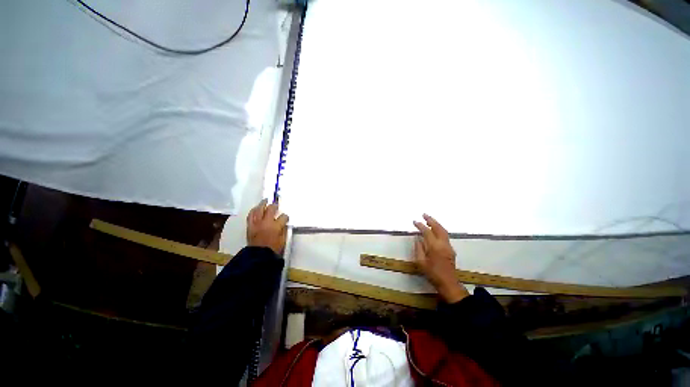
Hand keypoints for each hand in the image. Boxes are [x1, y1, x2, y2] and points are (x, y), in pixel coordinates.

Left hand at [246, 199, 288, 254]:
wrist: (258, 256)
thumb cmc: (273, 249)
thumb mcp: (283, 240)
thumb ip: (284, 230)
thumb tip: (284, 224)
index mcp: (276, 226)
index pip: (283, 217)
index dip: (285, 217)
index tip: (286, 218)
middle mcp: (266, 222)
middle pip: (271, 209)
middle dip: (274, 206)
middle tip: (276, 205)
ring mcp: (257, 223)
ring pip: (259, 209)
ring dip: (263, 204)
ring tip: (265, 201)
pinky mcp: (250, 226)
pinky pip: (250, 215)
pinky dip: (253, 211)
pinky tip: (256, 208)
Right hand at [413, 214, 468, 302]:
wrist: (448, 283)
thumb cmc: (432, 274)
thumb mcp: (421, 262)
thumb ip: (419, 248)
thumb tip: (417, 239)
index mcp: (434, 247)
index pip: (427, 232)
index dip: (420, 226)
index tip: (415, 221)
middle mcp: (443, 244)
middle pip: (438, 228)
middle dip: (431, 220)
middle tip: (424, 214)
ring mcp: (448, 246)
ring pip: (443, 231)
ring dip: (436, 224)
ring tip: (429, 219)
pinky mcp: (451, 250)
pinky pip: (445, 235)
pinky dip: (439, 229)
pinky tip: (435, 230)